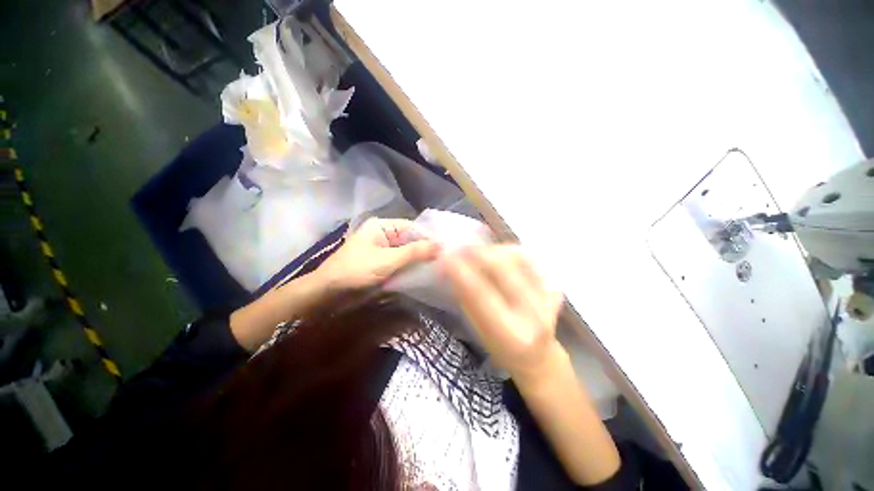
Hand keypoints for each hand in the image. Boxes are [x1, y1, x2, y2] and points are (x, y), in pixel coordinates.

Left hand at [317, 218, 439, 290]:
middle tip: (445, 259)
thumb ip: (415, 252)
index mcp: (382, 227)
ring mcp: (382, 252)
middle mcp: (383, 236)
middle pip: (410, 240)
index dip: (428, 237)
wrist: (328, 294)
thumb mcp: (388, 260)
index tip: (446, 248)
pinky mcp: (381, 265)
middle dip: (425, 250)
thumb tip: (440, 245)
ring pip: (406, 253)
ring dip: (418, 260)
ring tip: (439, 267)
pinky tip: (424, 274)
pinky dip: (410, 268)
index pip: (412, 227)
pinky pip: (400, 264)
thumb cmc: (356, 270)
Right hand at [444, 245, 564, 381]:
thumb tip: (451, 266)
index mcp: (511, 333)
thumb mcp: (479, 330)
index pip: (481, 294)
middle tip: (460, 247)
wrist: (539, 356)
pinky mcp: (555, 287)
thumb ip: (466, 298)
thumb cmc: (500, 347)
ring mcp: (549, 298)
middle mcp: (534, 314)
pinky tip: (497, 254)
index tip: (445, 256)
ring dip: (494, 250)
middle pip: (504, 269)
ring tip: (478, 252)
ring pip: (518, 258)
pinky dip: (509, 251)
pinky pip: (530, 258)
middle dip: (478, 253)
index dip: (461, 271)